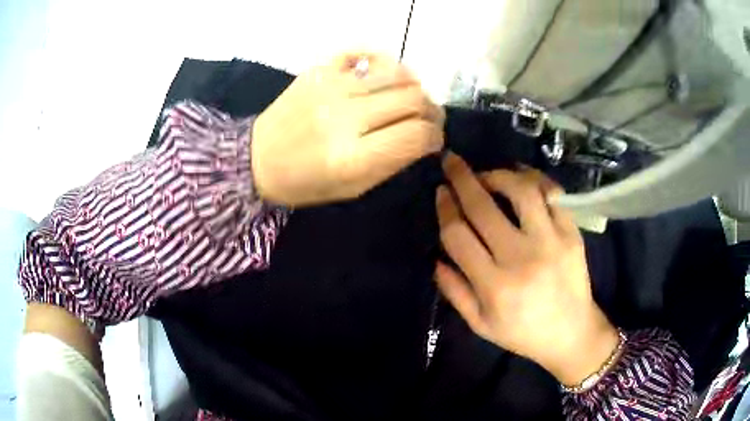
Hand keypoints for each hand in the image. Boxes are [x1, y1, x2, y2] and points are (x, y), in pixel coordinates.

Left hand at [252, 52, 444, 205]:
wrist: (257, 158)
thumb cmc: (305, 182)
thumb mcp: (353, 188)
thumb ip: (393, 161)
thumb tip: (424, 137)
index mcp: (353, 156)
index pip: (418, 135)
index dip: (436, 137)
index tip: (434, 140)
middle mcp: (345, 116)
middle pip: (414, 98)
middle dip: (432, 110)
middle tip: (428, 118)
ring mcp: (331, 87)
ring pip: (397, 73)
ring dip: (414, 86)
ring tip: (410, 98)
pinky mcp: (320, 70)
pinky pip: (365, 54)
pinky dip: (384, 63)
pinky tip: (383, 77)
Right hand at [435, 153, 618, 385]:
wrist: (572, 333)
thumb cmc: (523, 333)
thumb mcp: (481, 325)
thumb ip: (455, 292)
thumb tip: (437, 258)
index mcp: (494, 286)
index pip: (458, 235)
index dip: (445, 209)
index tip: (441, 193)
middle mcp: (521, 258)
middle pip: (483, 207)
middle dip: (461, 178)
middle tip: (451, 162)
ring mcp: (551, 242)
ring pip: (521, 191)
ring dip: (498, 175)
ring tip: (488, 175)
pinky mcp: (572, 234)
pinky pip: (553, 195)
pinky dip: (534, 179)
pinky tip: (521, 178)